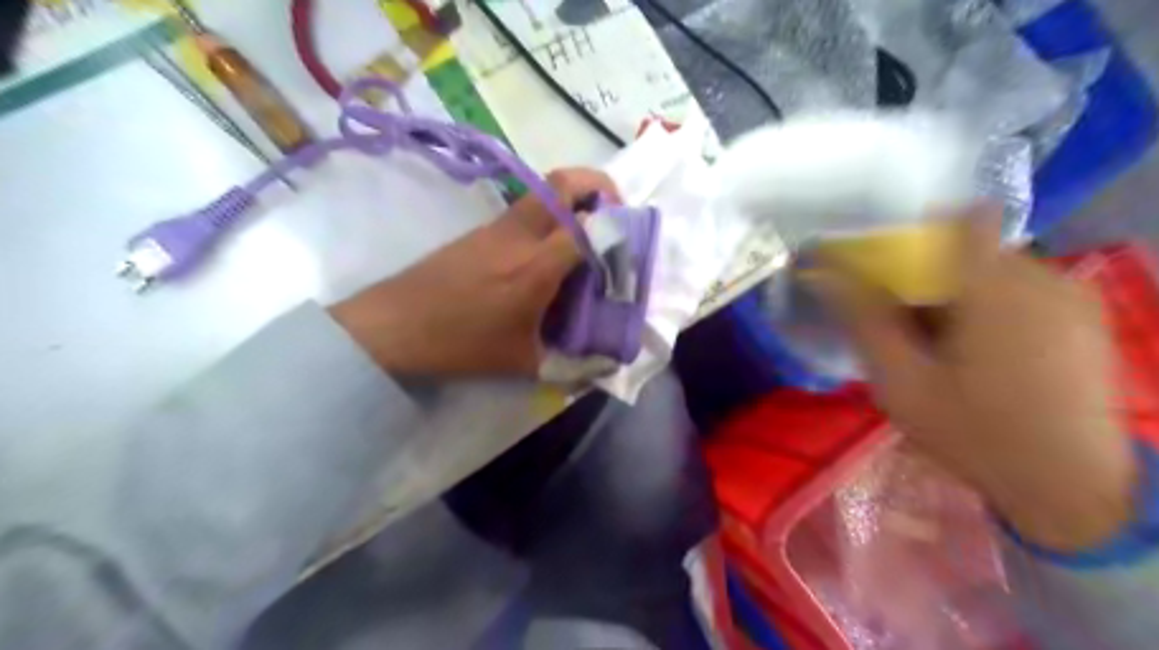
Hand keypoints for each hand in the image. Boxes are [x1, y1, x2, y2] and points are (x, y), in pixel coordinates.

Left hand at [331, 168, 620, 374]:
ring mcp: (498, 227)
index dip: (619, 229)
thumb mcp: (522, 363)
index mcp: (536, 267)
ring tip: (586, 238)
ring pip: (545, 191)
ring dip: (574, 200)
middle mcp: (521, 235)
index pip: (590, 227)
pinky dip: (550, 217)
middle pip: (566, 181)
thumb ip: (570, 365)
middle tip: (615, 215)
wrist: (393, 325)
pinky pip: (526, 211)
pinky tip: (546, 257)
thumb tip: (603, 366)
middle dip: (601, 186)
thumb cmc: (460, 345)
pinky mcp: (482, 231)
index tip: (632, 244)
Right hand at [819, 205, 1138, 548]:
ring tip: (938, 345)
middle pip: (965, 248)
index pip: (955, 221)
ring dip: (954, 293)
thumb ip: (865, 321)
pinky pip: (1018, 286)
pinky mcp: (1081, 315)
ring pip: (989, 268)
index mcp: (996, 289)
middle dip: (924, 277)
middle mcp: (1041, 276)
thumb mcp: (901, 383)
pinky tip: (976, 351)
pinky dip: (985, 304)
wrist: (1071, 489)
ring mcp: (1069, 294)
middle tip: (903, 326)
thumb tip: (824, 274)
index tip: (886, 268)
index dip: (913, 235)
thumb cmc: (975, 435)